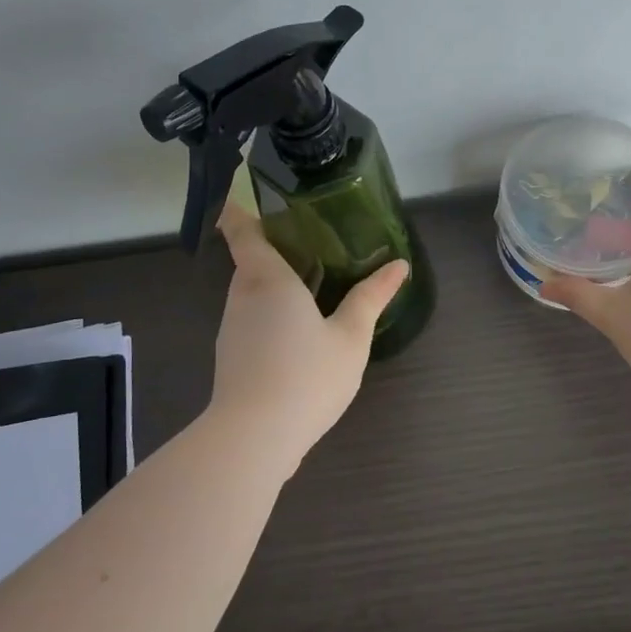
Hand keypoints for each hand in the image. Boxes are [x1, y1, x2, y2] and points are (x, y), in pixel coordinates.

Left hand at [207, 198, 409, 466]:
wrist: (254, 437)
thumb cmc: (306, 376)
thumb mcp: (351, 336)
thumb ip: (372, 297)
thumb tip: (399, 265)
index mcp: (267, 278)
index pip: (242, 230)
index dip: (241, 209)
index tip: (250, 194)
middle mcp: (242, 295)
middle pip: (250, 260)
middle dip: (274, 246)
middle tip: (311, 237)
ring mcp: (232, 327)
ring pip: (251, 291)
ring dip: (274, 282)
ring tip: (312, 279)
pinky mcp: (232, 355)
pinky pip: (252, 318)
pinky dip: (271, 311)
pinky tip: (299, 329)